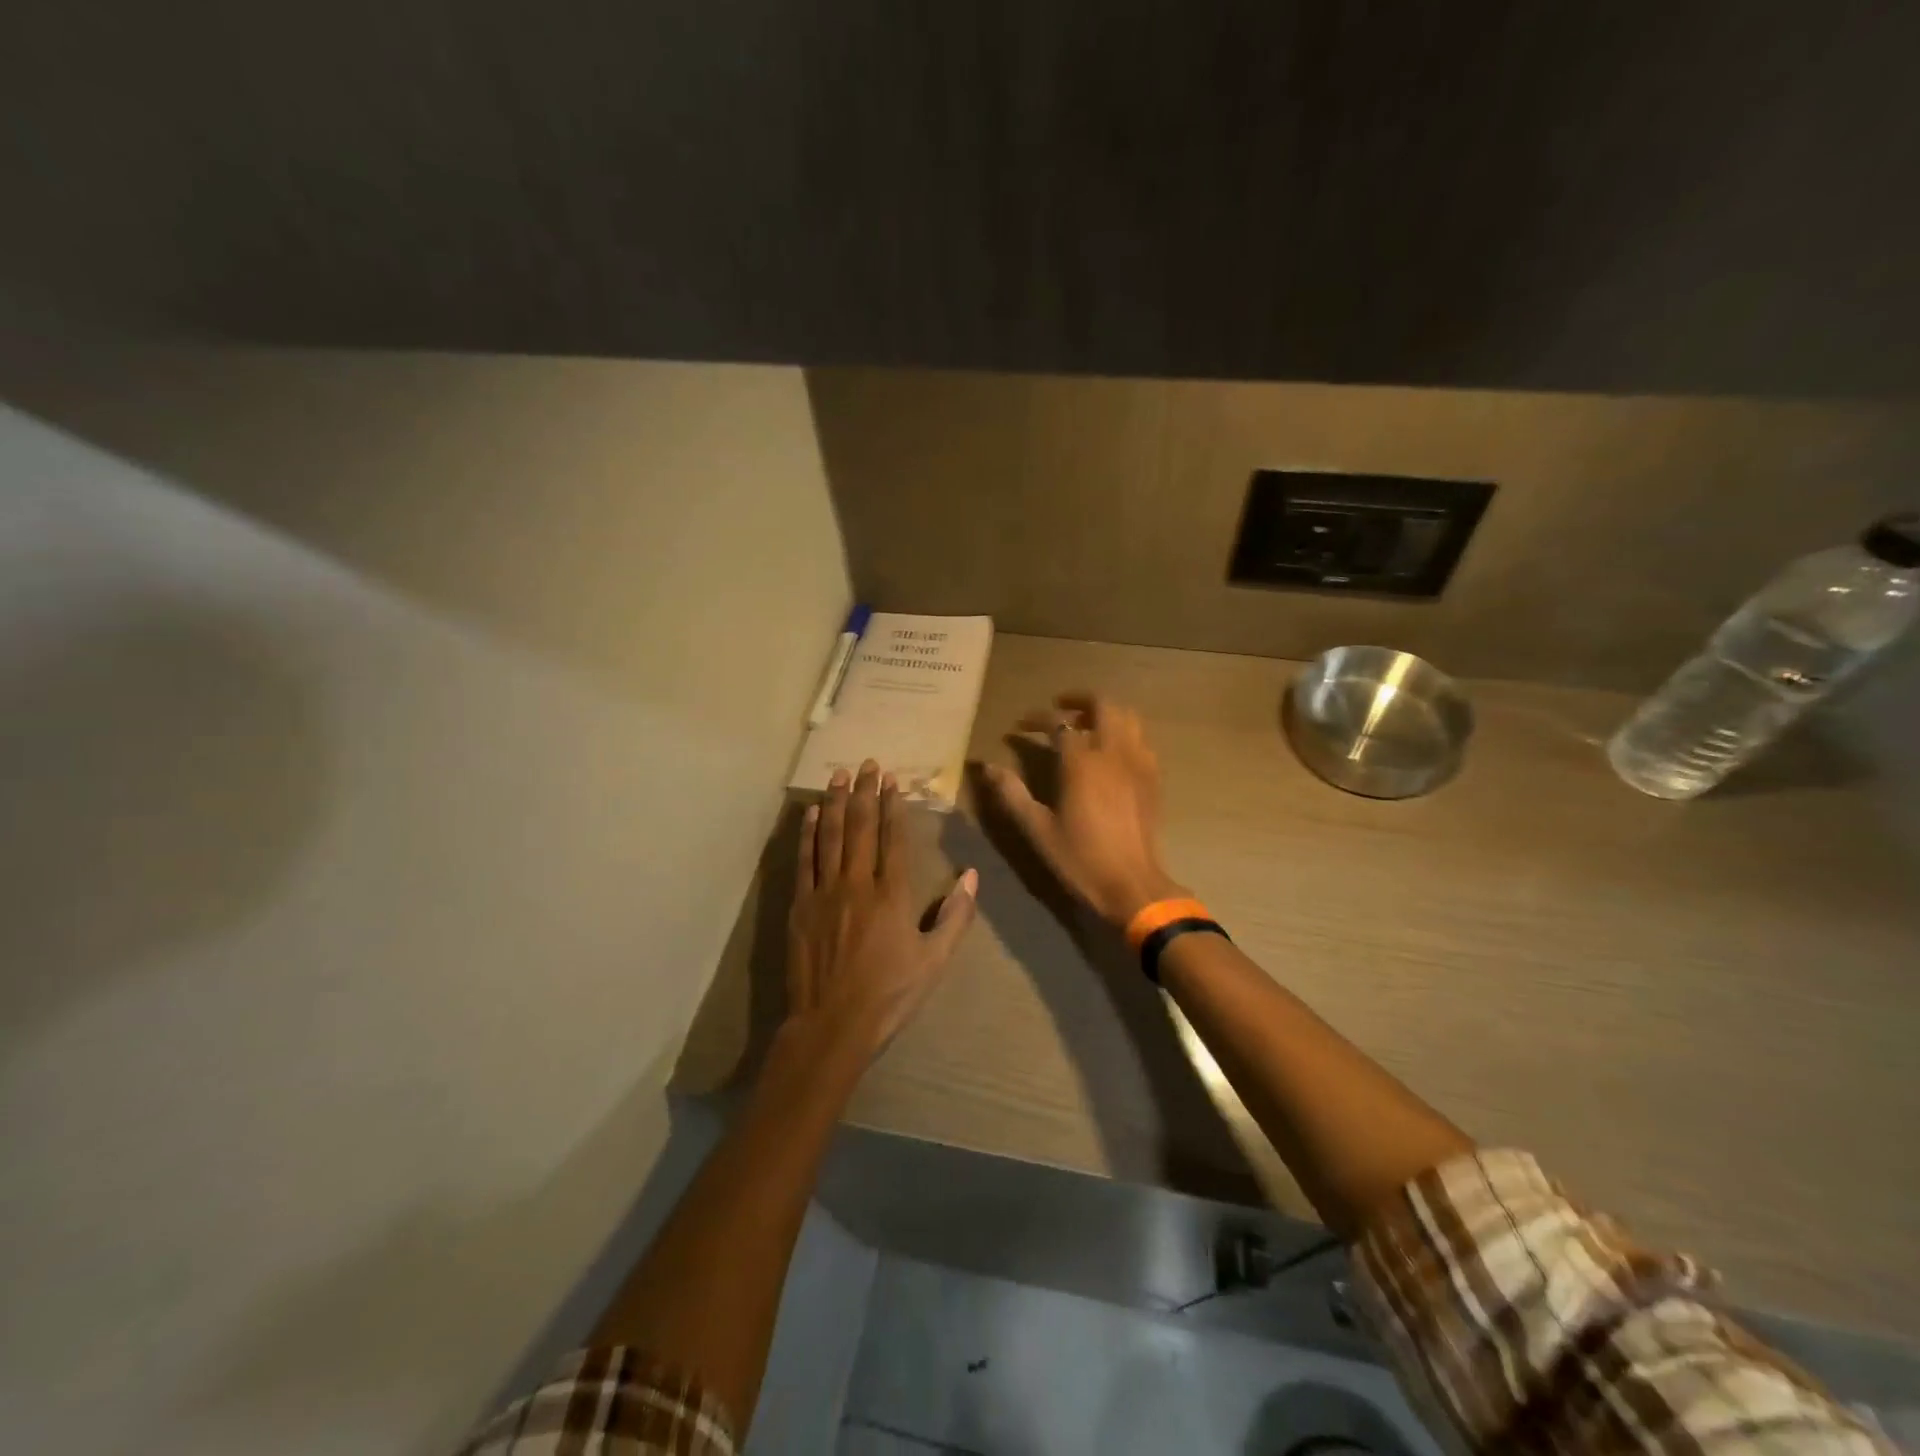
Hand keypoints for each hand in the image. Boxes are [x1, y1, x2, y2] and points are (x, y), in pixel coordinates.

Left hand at [787, 760, 977, 1060]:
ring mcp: (824, 892)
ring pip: (830, 836)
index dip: (892, 805)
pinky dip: (807, 834)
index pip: (893, 838)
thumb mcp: (934, 960)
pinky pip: (804, 861)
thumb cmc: (890, 994)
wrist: (832, 1025)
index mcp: (892, 895)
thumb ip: (955, 916)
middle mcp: (857, 884)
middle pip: (860, 827)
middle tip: (866, 764)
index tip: (891, 780)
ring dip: (834, 802)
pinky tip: (810, 814)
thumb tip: (973, 876)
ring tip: (838, 775)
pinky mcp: (800, 906)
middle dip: (864, 792)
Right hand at [982, 693, 1185, 929]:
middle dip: (1079, 700)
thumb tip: (986, 767)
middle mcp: (1113, 753)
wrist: (1132, 885)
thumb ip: (1011, 793)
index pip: (1059, 724)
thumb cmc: (1080, 858)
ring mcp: (1139, 763)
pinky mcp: (1153, 778)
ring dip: (1104, 714)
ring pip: (1127, 717)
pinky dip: (1123, 734)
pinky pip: (1140, 740)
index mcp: (1082, 762)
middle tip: (1059, 709)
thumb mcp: (1037, 828)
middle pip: (1103, 705)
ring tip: (1085, 726)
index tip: (1020, 728)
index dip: (1037, 720)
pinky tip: (1110, 753)